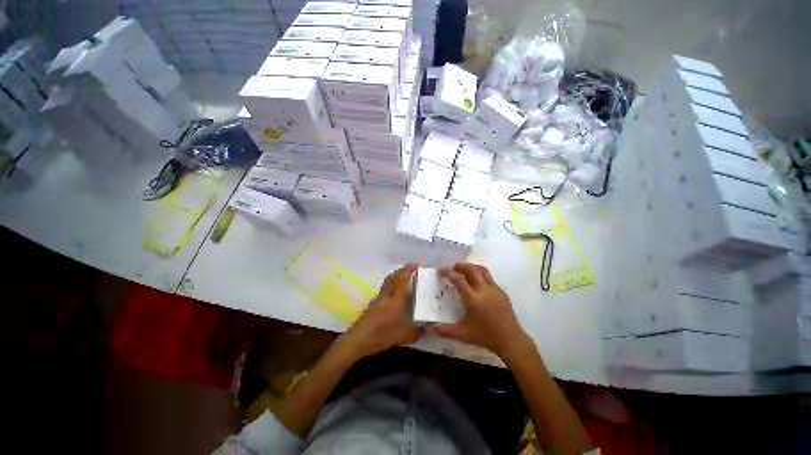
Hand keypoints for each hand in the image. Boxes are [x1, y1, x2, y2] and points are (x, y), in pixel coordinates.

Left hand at [338, 264, 423, 359]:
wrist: (358, 339)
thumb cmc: (380, 336)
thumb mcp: (401, 337)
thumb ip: (415, 332)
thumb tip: (427, 328)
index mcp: (395, 299)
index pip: (402, 279)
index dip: (409, 270)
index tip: (417, 266)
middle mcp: (387, 294)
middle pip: (394, 276)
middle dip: (404, 270)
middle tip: (413, 270)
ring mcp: (379, 297)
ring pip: (388, 280)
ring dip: (397, 275)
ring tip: (405, 277)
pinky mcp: (374, 301)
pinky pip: (385, 286)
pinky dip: (392, 282)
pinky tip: (395, 291)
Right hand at [429, 263, 531, 360]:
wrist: (510, 340)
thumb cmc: (485, 336)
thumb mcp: (462, 334)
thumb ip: (444, 330)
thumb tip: (430, 327)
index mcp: (473, 299)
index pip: (458, 279)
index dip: (448, 272)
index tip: (440, 271)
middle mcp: (484, 290)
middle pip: (471, 269)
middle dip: (460, 266)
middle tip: (452, 267)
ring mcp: (494, 289)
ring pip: (482, 270)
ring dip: (471, 267)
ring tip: (463, 269)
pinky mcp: (501, 291)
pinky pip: (489, 277)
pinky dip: (480, 274)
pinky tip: (477, 282)